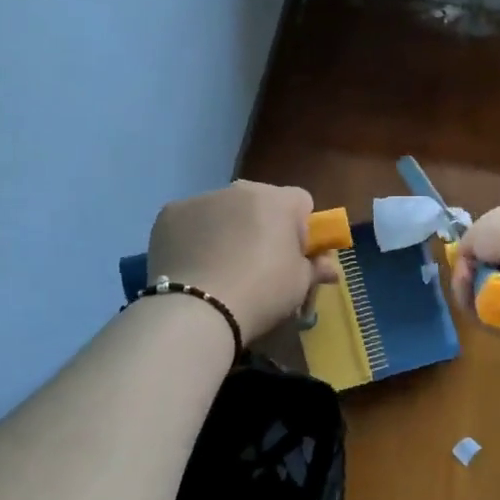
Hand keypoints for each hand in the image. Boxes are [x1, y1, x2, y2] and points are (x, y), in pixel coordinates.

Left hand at [146, 181, 336, 341]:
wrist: (197, 310)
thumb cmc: (261, 293)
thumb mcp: (300, 286)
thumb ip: (316, 268)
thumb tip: (329, 267)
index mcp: (278, 201)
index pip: (301, 202)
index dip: (301, 228)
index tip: (293, 256)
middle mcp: (240, 190)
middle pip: (261, 202)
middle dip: (263, 225)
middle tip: (258, 263)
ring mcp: (201, 199)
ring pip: (224, 209)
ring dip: (228, 228)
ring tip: (219, 268)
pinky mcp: (169, 214)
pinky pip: (191, 221)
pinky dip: (195, 236)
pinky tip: (192, 266)